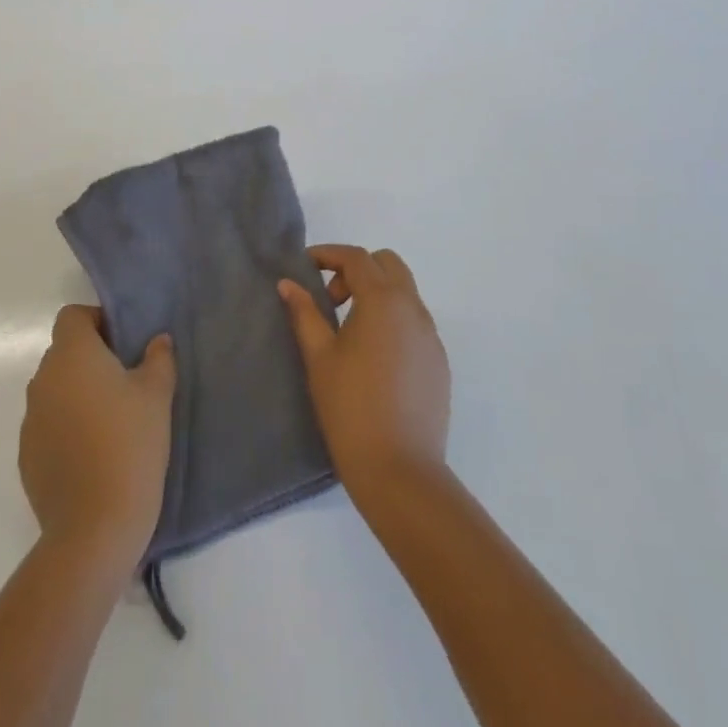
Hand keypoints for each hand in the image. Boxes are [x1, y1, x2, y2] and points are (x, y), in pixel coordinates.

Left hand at [20, 305, 175, 575]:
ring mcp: (30, 420)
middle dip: (91, 359)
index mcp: (72, 355)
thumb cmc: (130, 445)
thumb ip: (158, 358)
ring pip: (56, 390)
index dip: (97, 321)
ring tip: (112, 421)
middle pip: (64, 352)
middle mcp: (43, 379)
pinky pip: (48, 425)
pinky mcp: (26, 456)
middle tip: (127, 381)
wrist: (95, 529)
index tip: (124, 344)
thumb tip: (156, 341)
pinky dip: (67, 428)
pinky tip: (93, 454)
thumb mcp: (157, 395)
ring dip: (78, 394)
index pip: (73, 316)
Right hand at [278, 246, 450, 507]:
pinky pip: (415, 322)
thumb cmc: (350, 408)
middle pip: (387, 265)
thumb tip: (288, 284)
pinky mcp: (439, 362)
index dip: (328, 254)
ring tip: (349, 330)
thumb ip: (304, 313)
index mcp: (383, 301)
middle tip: (331, 300)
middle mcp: (413, 309)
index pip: (356, 258)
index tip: (305, 267)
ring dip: (377, 293)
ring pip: (405, 292)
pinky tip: (374, 356)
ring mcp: (431, 336)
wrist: (400, 471)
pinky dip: (393, 319)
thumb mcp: (319, 357)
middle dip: (357, 270)